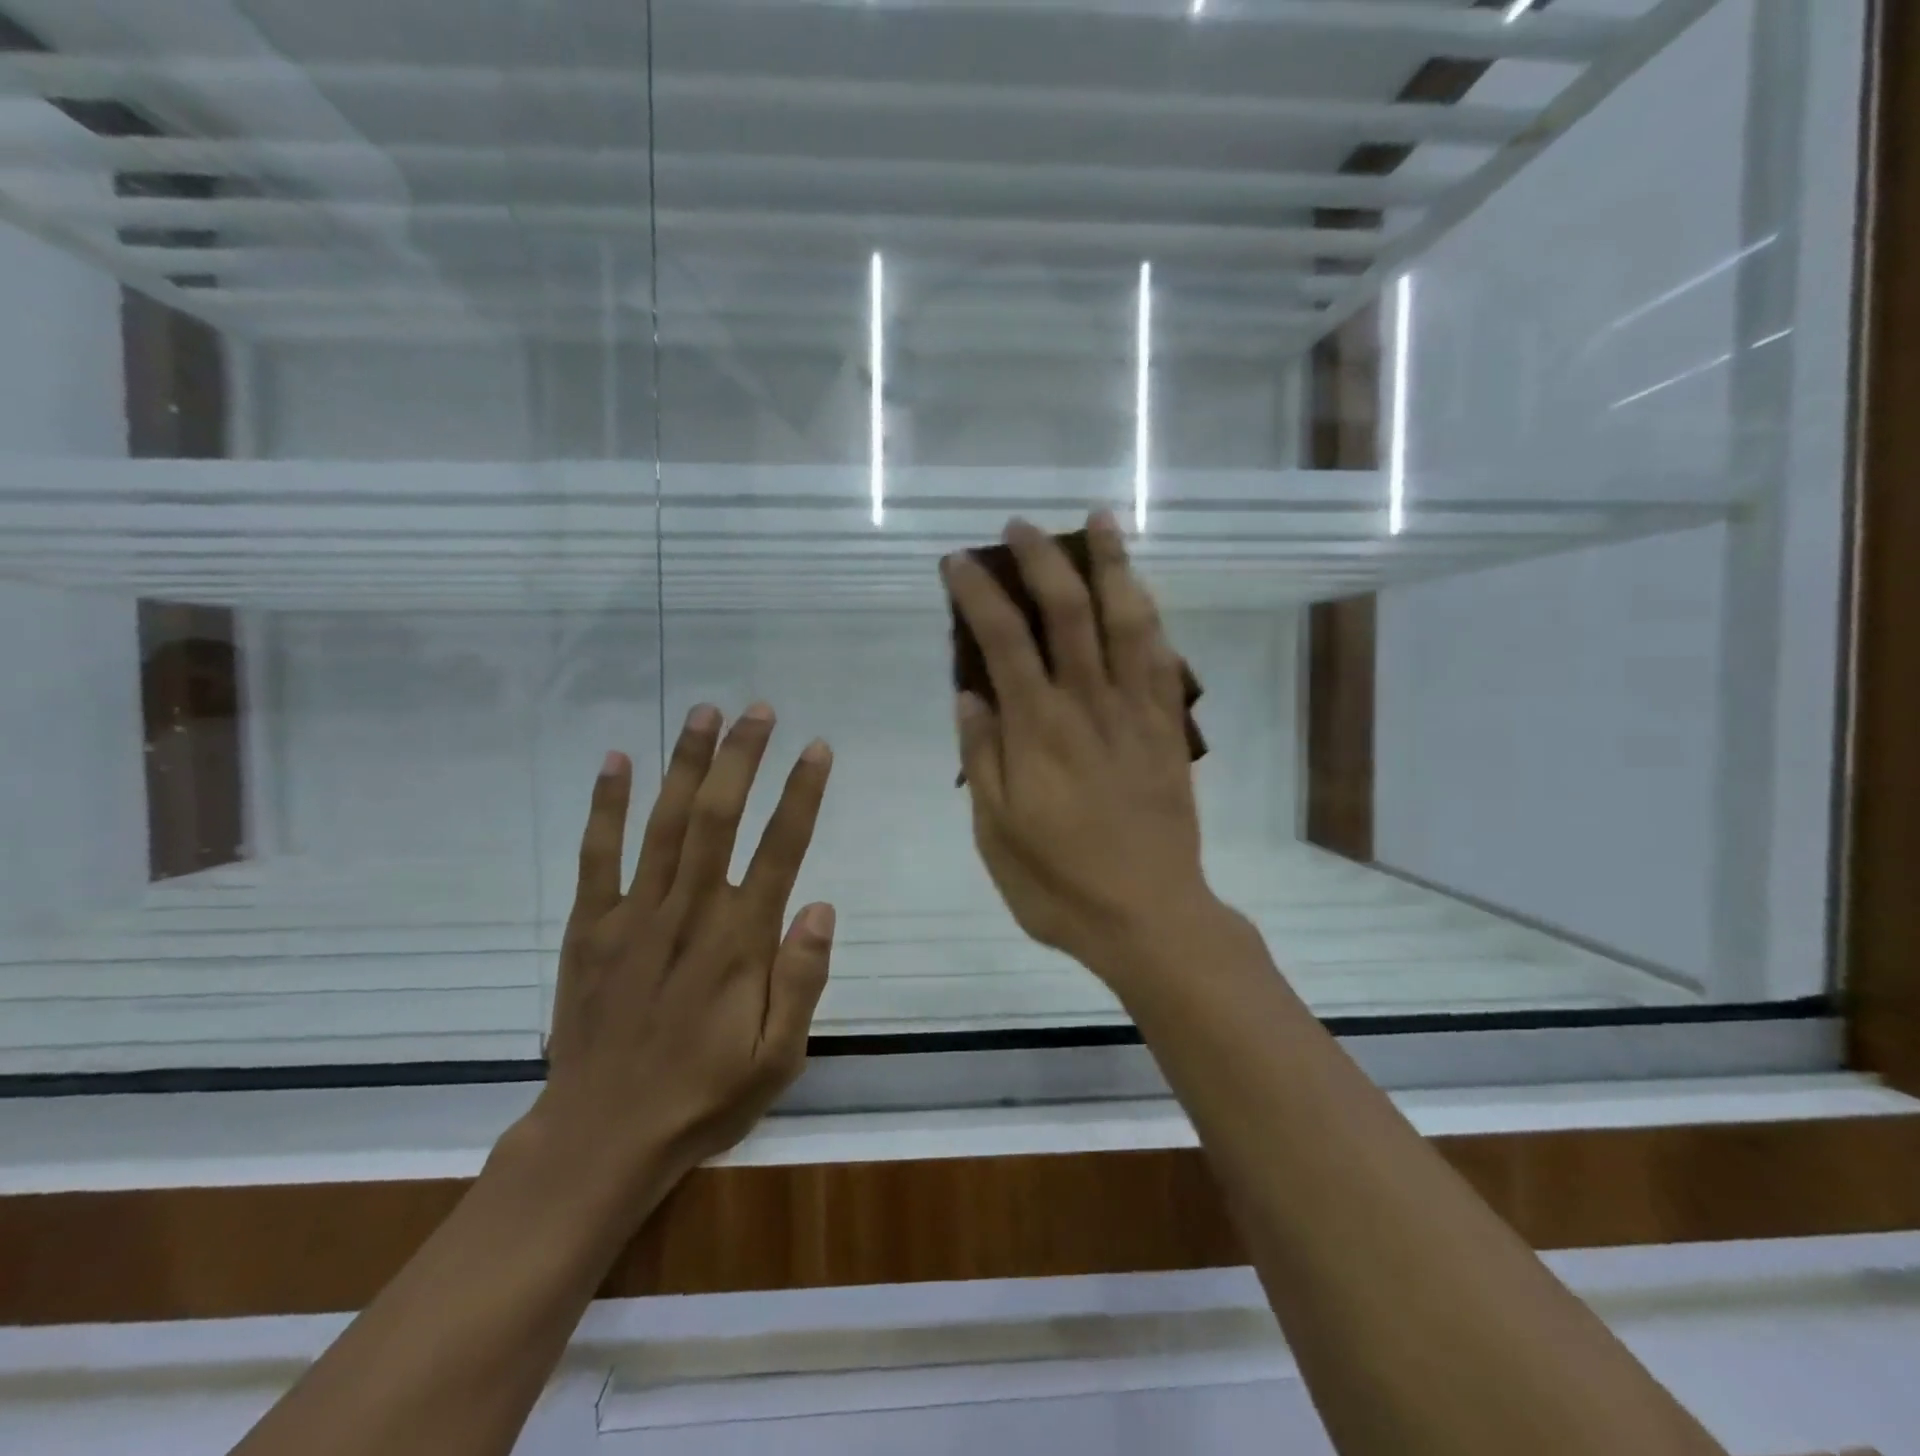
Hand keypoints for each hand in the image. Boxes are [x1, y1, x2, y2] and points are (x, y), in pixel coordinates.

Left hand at [526, 703, 835, 1203]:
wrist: (600, 1138)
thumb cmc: (703, 1097)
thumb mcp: (776, 1058)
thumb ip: (802, 980)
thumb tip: (821, 905)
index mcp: (739, 942)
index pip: (780, 850)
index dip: (801, 794)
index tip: (817, 749)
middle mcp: (688, 912)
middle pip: (718, 817)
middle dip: (742, 757)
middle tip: (760, 710)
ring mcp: (633, 915)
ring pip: (664, 822)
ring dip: (686, 763)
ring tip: (705, 712)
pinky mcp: (590, 927)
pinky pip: (597, 856)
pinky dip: (605, 806)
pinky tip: (617, 760)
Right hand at [943, 511, 1216, 983]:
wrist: (1149, 917)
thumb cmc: (1059, 884)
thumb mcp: (996, 832)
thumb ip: (983, 756)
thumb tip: (968, 693)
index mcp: (1038, 731)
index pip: (1002, 641)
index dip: (977, 594)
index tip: (957, 562)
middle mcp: (1088, 706)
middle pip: (1068, 613)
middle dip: (1041, 560)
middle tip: (1020, 526)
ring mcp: (1136, 714)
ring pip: (1127, 622)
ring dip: (1111, 566)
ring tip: (1100, 522)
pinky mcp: (1168, 730)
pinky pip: (1162, 660)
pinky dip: (1150, 617)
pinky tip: (1141, 592)